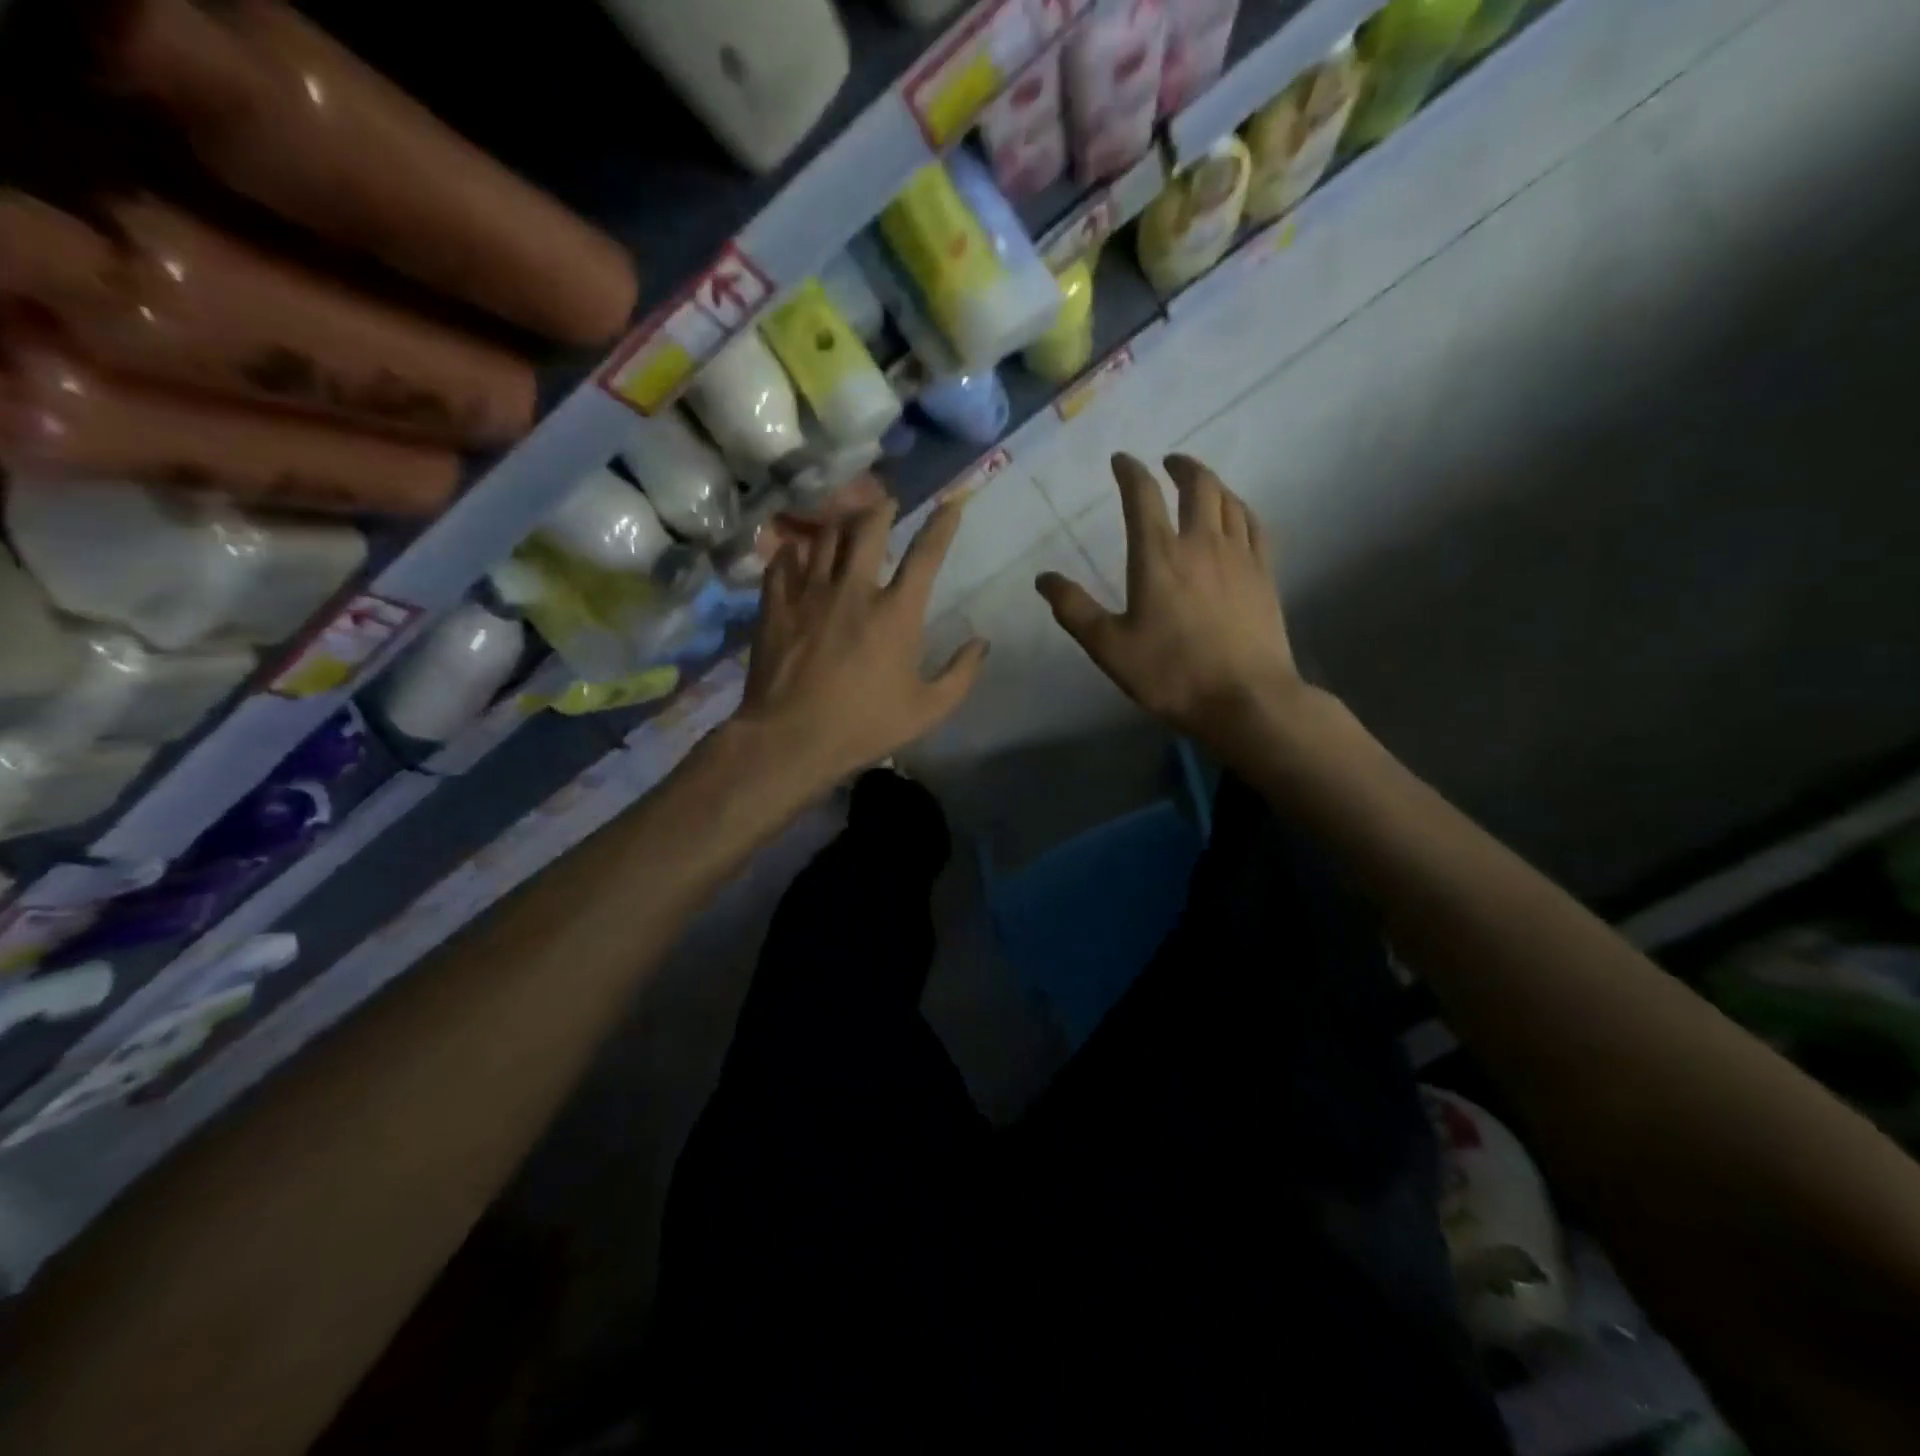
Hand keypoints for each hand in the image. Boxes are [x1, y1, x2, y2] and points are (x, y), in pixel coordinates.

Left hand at [737, 495, 987, 789]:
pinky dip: (793, 551)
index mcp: (896, 612)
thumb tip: (982, 643)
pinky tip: (796, 551)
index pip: (926, 554)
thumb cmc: (864, 726)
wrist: (790, 739)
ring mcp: (809, 593)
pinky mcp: (776, 606)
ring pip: (824, 537)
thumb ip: (961, 674)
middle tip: (885, 501)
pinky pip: (782, 562)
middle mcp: (854, 589)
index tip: (951, 503)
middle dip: (880, 507)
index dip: (943, 524)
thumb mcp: (928, 710)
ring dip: (839, 523)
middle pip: (867, 527)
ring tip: (845, 520)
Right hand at [1036, 454, 1302, 747]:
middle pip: (1198, 485)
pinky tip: (1236, 516)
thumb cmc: (1170, 674)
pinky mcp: (1265, 574)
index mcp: (1158, 556)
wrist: (1244, 699)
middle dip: (1181, 466)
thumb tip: (1044, 579)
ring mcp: (1240, 556)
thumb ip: (1074, 610)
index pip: (1142, 495)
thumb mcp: (1109, 647)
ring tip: (1200, 485)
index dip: (1130, 471)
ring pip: (1229, 500)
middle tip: (1168, 463)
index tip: (1121, 460)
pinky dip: (1240, 509)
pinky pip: (1255, 525)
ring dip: (1212, 483)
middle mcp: (1201, 543)